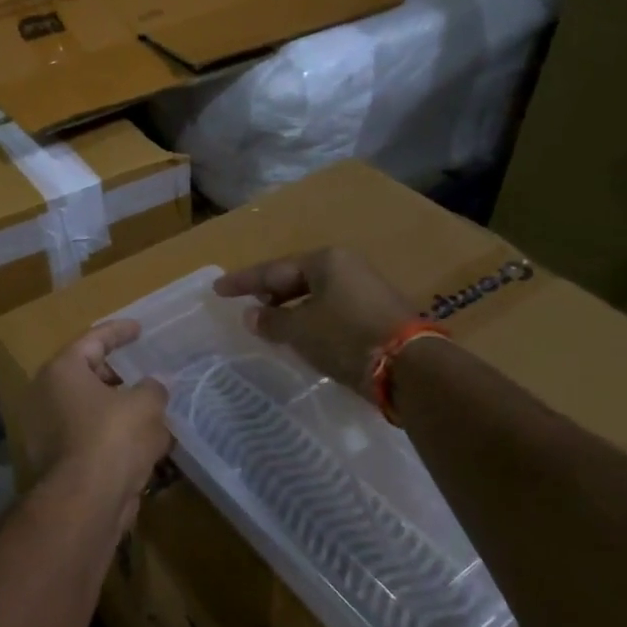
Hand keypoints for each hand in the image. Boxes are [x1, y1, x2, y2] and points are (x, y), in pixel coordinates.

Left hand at [19, 320, 170, 524]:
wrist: (86, 500)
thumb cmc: (113, 437)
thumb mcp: (146, 404)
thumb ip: (153, 388)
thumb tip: (156, 386)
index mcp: (62, 371)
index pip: (93, 340)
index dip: (119, 332)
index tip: (139, 329)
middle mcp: (46, 396)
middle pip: (88, 375)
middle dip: (120, 375)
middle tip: (145, 373)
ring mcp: (48, 431)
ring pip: (91, 410)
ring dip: (120, 409)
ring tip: (153, 410)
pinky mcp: (58, 461)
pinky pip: (91, 438)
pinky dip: (114, 437)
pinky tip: (145, 443)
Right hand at [215, 248, 419, 393]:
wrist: (408, 366)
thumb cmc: (345, 337)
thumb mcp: (299, 329)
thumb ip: (271, 321)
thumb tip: (251, 316)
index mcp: (326, 260)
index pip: (274, 269)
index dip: (243, 282)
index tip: (218, 290)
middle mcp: (347, 267)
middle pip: (297, 278)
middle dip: (271, 292)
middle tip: (247, 304)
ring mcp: (366, 289)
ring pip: (316, 295)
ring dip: (291, 308)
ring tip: (270, 322)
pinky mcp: (377, 313)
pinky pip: (332, 309)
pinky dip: (311, 318)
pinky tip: (301, 333)